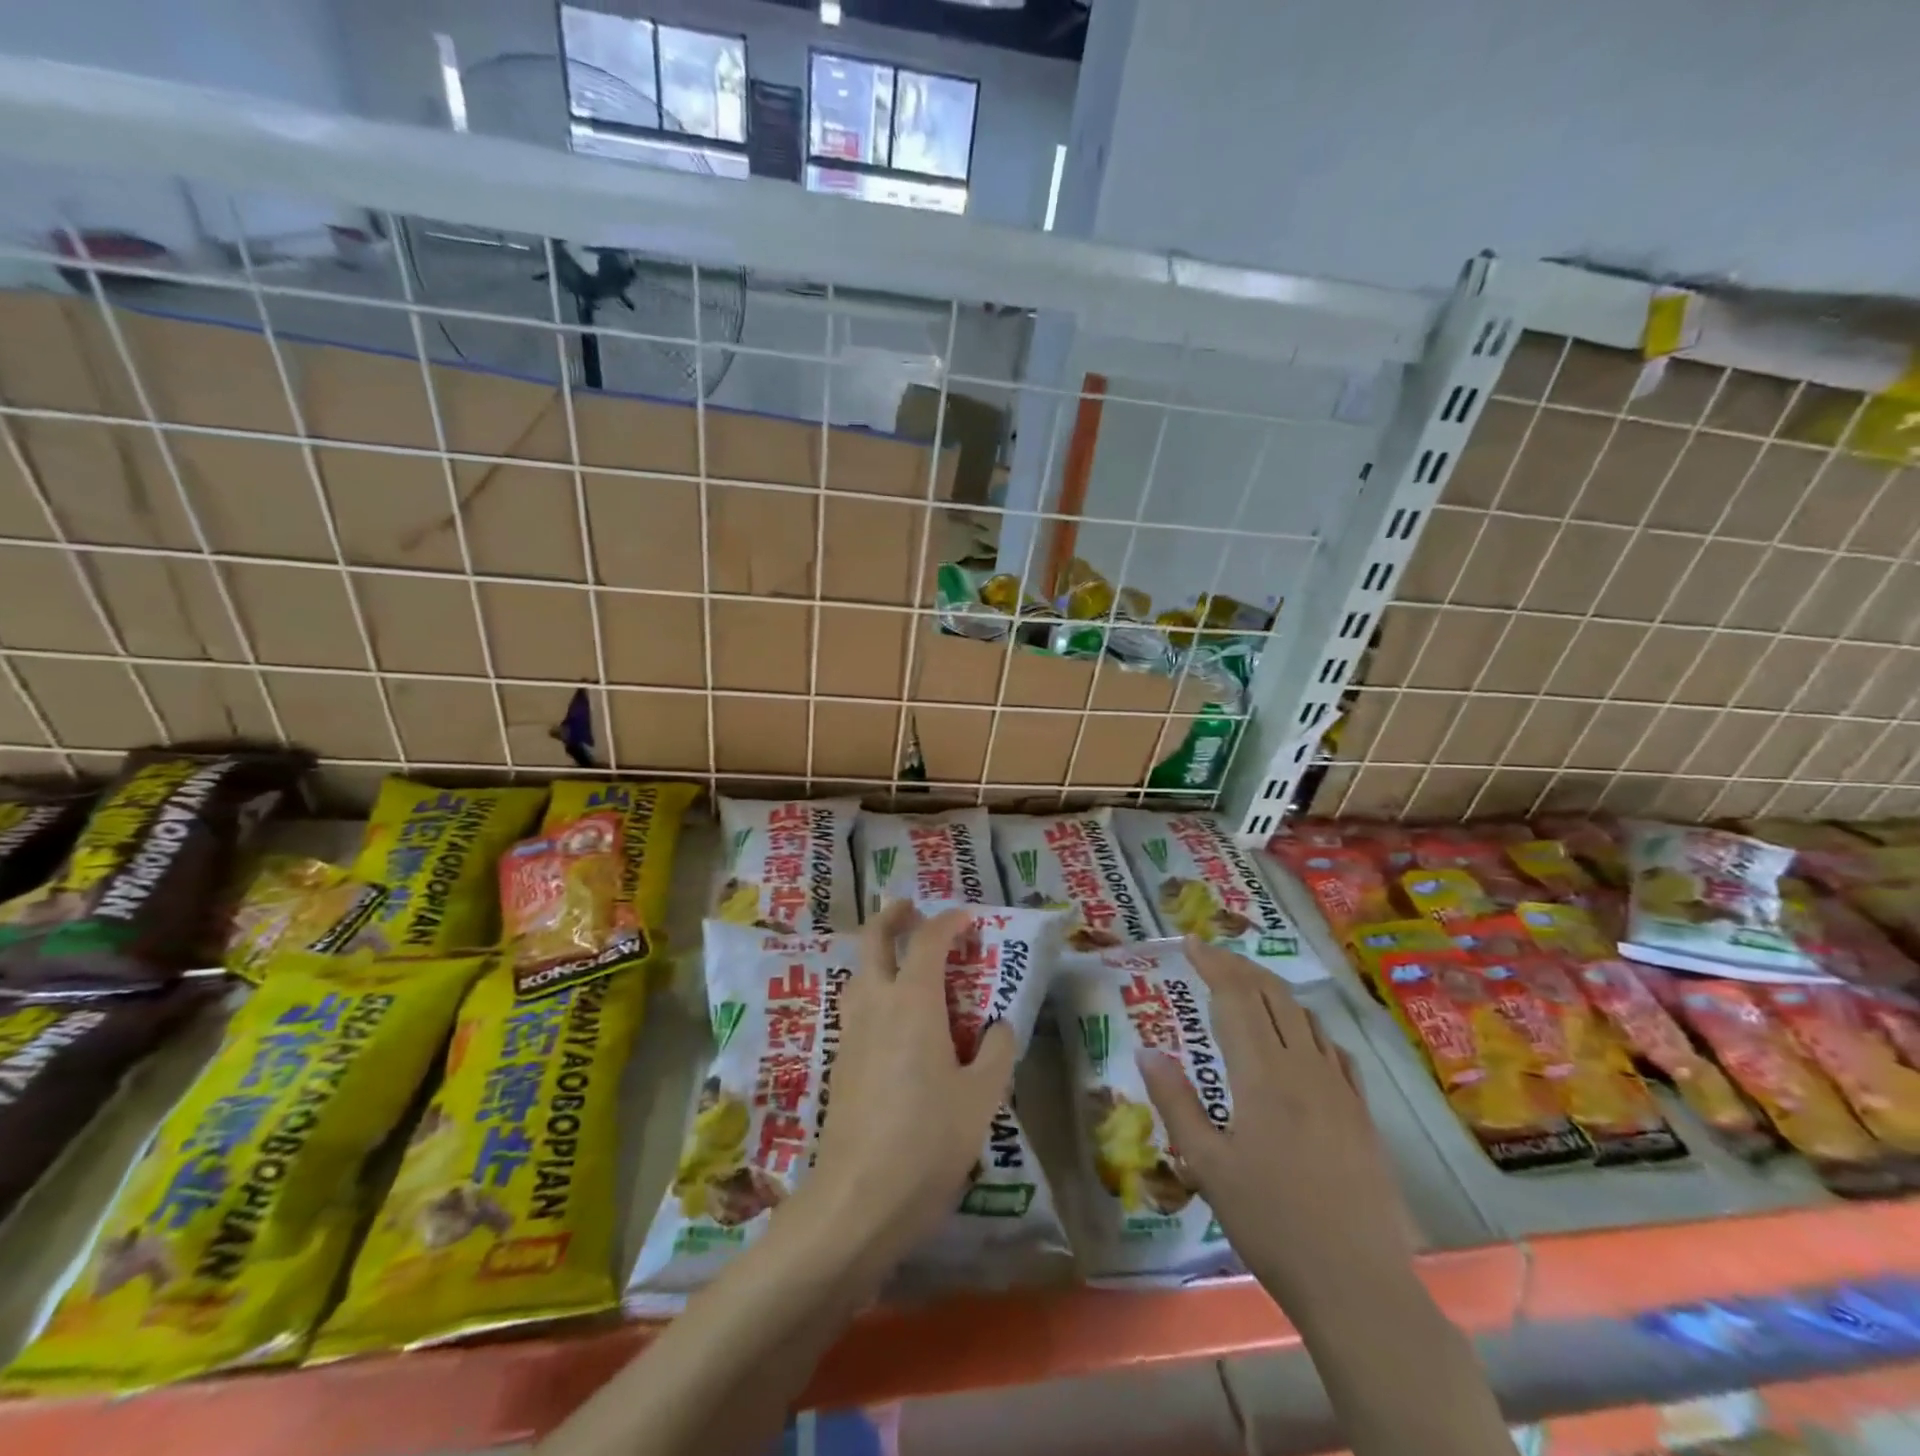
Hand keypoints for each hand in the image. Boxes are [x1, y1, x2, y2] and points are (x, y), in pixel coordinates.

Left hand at [798, 902, 1015, 1269]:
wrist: (859, 1197)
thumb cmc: (929, 1139)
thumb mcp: (981, 1096)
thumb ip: (995, 1051)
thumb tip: (997, 1027)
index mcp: (913, 1001)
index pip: (928, 941)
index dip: (948, 922)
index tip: (967, 919)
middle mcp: (876, 1004)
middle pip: (873, 940)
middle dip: (891, 917)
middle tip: (910, 908)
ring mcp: (851, 1032)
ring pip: (857, 973)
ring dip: (876, 954)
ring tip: (900, 961)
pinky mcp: (840, 1063)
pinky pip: (856, 1008)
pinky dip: (872, 992)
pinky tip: (892, 1021)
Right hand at [1138, 938, 1415, 1311]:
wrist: (1357, 1283)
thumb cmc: (1270, 1224)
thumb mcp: (1207, 1165)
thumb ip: (1176, 1102)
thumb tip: (1147, 1050)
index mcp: (1262, 1075)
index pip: (1235, 997)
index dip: (1212, 964)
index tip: (1190, 943)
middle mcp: (1304, 1067)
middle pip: (1272, 995)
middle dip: (1239, 966)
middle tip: (1210, 955)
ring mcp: (1339, 1088)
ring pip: (1305, 1017)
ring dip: (1272, 990)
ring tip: (1246, 986)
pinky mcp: (1361, 1112)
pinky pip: (1333, 1049)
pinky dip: (1307, 1026)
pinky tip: (1299, 1038)